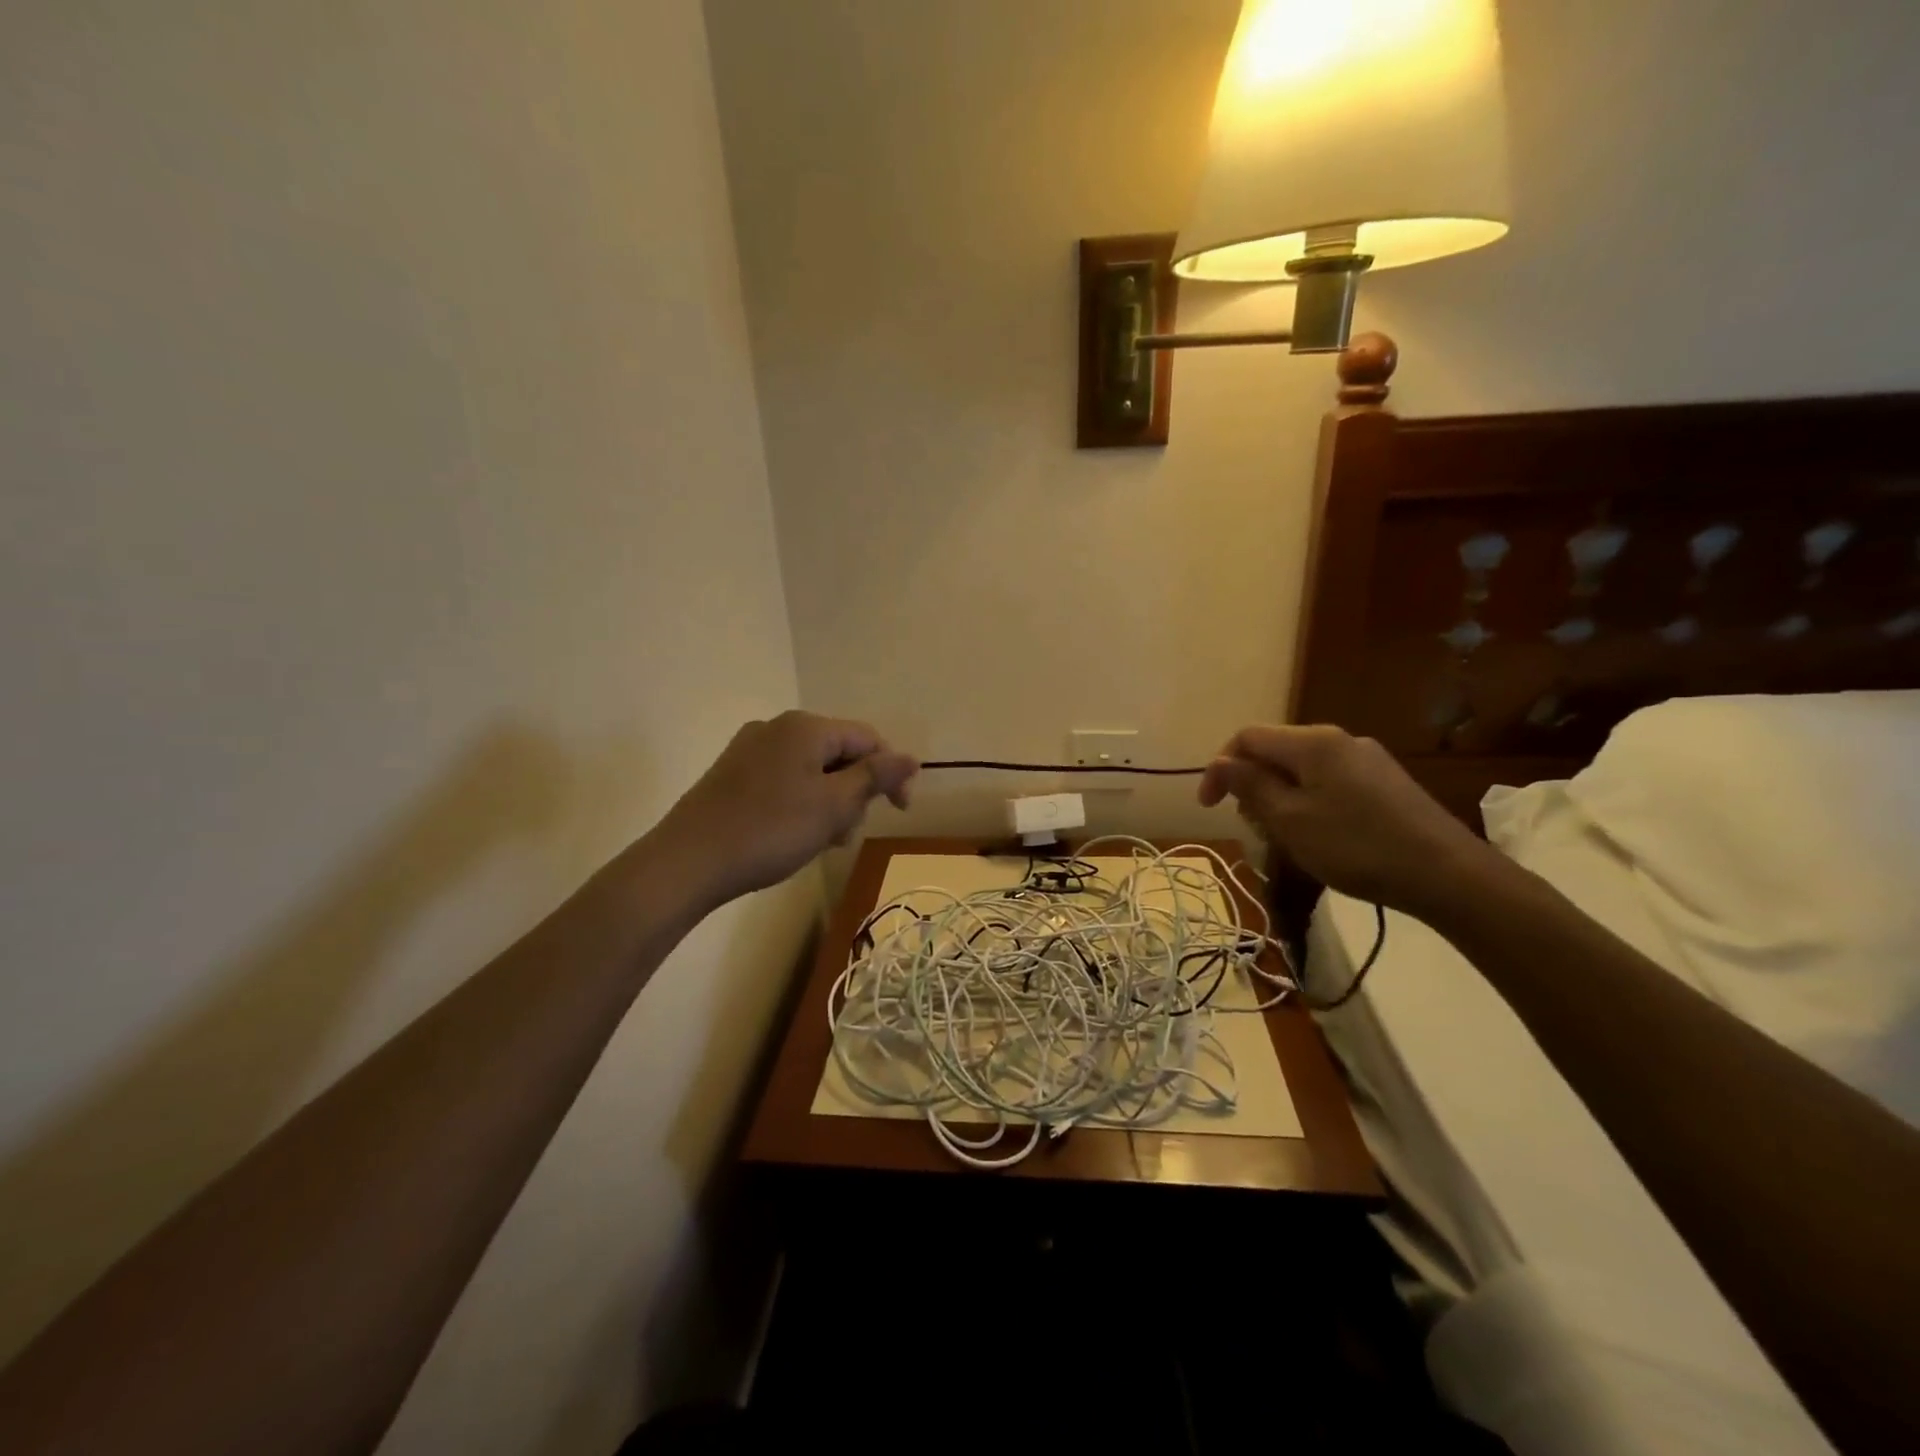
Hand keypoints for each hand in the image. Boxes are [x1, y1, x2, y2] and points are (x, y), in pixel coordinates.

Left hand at [661, 711, 916, 905]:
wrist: (688, 861)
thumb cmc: (770, 830)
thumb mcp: (834, 805)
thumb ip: (876, 777)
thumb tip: (911, 756)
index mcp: (806, 727)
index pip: (867, 738)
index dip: (890, 773)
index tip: (899, 812)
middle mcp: (777, 727)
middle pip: (838, 753)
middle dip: (854, 792)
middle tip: (846, 835)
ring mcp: (750, 749)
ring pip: (811, 770)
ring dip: (828, 802)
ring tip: (820, 842)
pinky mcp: (731, 773)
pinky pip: (784, 780)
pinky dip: (800, 803)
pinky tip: (791, 835)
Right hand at [1198, 724, 1494, 916]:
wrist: (1448, 875)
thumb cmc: (1356, 846)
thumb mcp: (1290, 819)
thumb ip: (1250, 786)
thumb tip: (1219, 763)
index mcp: (1312, 742)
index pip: (1247, 737)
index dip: (1220, 768)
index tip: (1209, 808)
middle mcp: (1339, 739)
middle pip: (1275, 752)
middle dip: (1252, 786)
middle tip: (1254, 828)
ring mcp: (1366, 759)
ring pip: (1302, 770)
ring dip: (1280, 798)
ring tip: (1286, 839)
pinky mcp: (1385, 782)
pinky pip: (1329, 782)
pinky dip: (1309, 803)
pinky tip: (1321, 837)